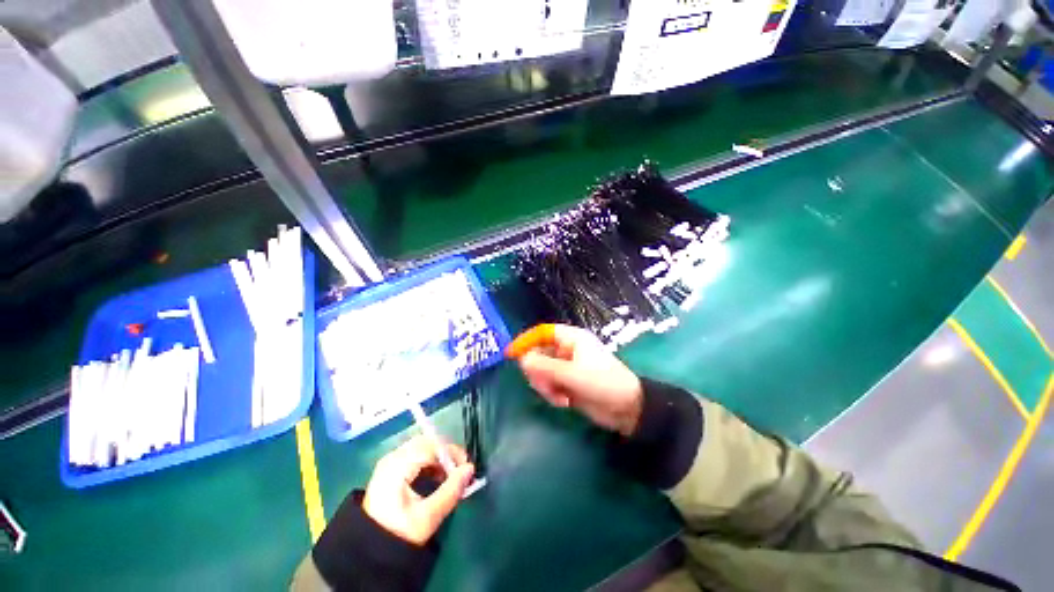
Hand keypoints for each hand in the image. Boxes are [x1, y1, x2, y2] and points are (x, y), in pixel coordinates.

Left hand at [362, 435, 474, 544]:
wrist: (368, 551)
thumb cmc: (398, 533)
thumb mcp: (428, 516)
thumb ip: (451, 491)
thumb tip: (470, 469)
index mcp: (398, 466)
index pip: (431, 447)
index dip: (452, 453)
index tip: (466, 467)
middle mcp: (393, 458)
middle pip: (426, 443)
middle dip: (446, 453)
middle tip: (459, 470)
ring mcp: (390, 462)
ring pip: (422, 447)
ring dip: (439, 458)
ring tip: (449, 477)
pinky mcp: (390, 469)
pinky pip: (415, 455)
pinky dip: (429, 462)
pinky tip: (436, 478)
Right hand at [516, 324, 643, 435]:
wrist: (627, 409)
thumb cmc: (603, 383)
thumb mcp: (573, 374)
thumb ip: (546, 366)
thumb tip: (522, 359)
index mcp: (572, 339)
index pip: (542, 332)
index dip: (526, 340)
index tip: (511, 354)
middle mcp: (567, 350)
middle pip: (538, 354)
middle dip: (538, 371)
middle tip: (546, 385)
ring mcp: (567, 367)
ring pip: (542, 371)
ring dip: (545, 385)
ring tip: (559, 396)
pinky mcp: (567, 383)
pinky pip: (549, 384)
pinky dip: (551, 393)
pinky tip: (564, 402)